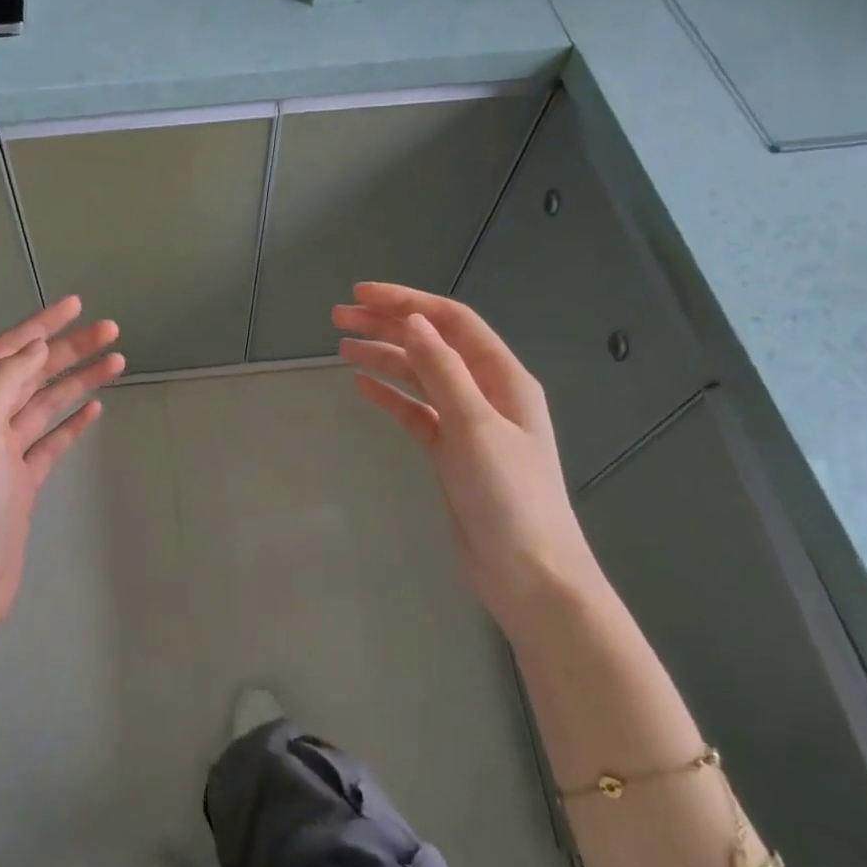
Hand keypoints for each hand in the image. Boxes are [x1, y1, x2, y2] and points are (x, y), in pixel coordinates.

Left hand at [0, 296, 122, 634]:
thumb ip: (1, 384)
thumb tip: (33, 346)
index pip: (6, 352)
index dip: (39, 325)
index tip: (76, 305)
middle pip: (31, 373)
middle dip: (69, 349)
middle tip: (111, 331)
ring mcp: (5, 453)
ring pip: (46, 404)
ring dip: (78, 381)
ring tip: (116, 361)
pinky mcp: (23, 480)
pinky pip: (51, 440)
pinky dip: (72, 422)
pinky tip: (95, 408)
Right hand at [334, 283, 606, 634]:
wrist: (527, 572)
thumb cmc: (509, 495)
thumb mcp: (475, 426)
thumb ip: (443, 371)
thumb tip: (414, 321)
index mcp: (503, 378)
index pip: (451, 322)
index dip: (408, 301)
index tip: (361, 294)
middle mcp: (485, 392)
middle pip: (432, 345)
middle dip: (387, 326)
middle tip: (338, 317)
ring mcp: (467, 423)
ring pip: (419, 377)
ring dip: (383, 358)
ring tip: (341, 346)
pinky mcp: (449, 453)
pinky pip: (415, 412)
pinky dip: (390, 396)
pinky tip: (362, 386)